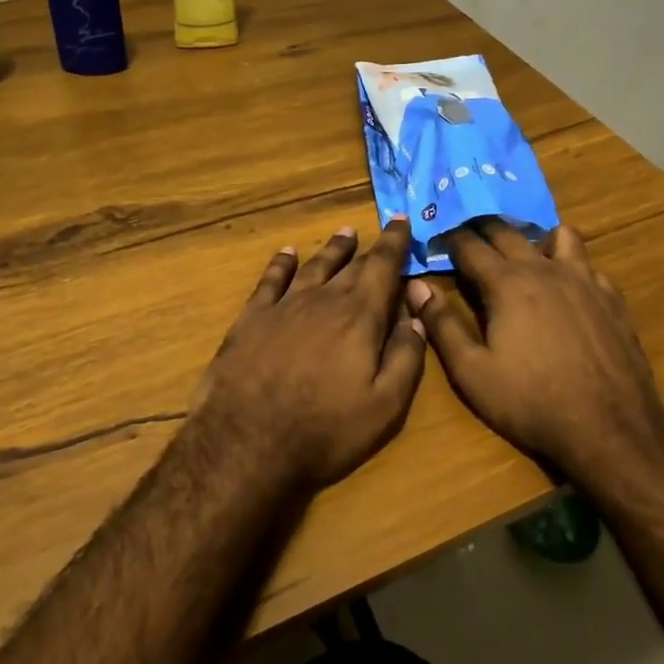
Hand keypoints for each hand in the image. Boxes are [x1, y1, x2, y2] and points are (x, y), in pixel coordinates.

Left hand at [195, 220, 426, 490]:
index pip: (383, 267)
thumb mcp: (384, 406)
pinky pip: (271, 279)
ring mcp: (284, 305)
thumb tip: (416, 317)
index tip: (401, 220)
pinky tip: (287, 252)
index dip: (395, 242)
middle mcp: (323, 300)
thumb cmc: (324, 430)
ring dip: (332, 249)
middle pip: (351, 266)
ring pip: (314, 266)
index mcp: (359, 317)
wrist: (247, 442)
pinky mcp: (252, 317)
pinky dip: (281, 263)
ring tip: (345, 232)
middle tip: (380, 232)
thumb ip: (406, 358)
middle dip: (369, 249)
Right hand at [406, 218, 663, 484]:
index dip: (449, 238)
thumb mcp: (472, 372)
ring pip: (559, 235)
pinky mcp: (611, 298)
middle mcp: (545, 269)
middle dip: (483, 227)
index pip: (470, 245)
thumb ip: (441, 325)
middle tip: (467, 231)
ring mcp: (584, 280)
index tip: (436, 235)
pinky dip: (571, 264)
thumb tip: (415, 287)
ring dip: (534, 236)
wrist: (611, 429)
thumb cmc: (532, 402)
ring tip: (523, 252)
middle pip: (508, 232)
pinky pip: (588, 264)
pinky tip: (567, 286)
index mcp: (507, 283)